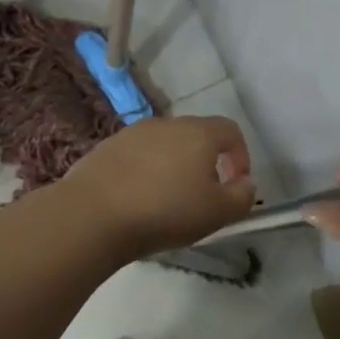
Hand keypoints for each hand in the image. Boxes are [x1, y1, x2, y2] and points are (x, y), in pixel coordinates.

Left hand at [61, 116, 256, 258]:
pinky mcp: (105, 148)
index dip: (241, 155)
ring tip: (167, 201)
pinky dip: (144, 172)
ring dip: (173, 166)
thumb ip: (241, 197)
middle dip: (206, 162)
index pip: (230, 131)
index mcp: (198, 133)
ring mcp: (131, 133)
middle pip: (196, 135)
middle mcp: (166, 124)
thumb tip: (246, 183)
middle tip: (203, 196)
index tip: (236, 184)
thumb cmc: (164, 211)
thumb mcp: (216, 213)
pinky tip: (136, 200)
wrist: (92, 214)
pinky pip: (136, 156)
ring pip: (164, 145)